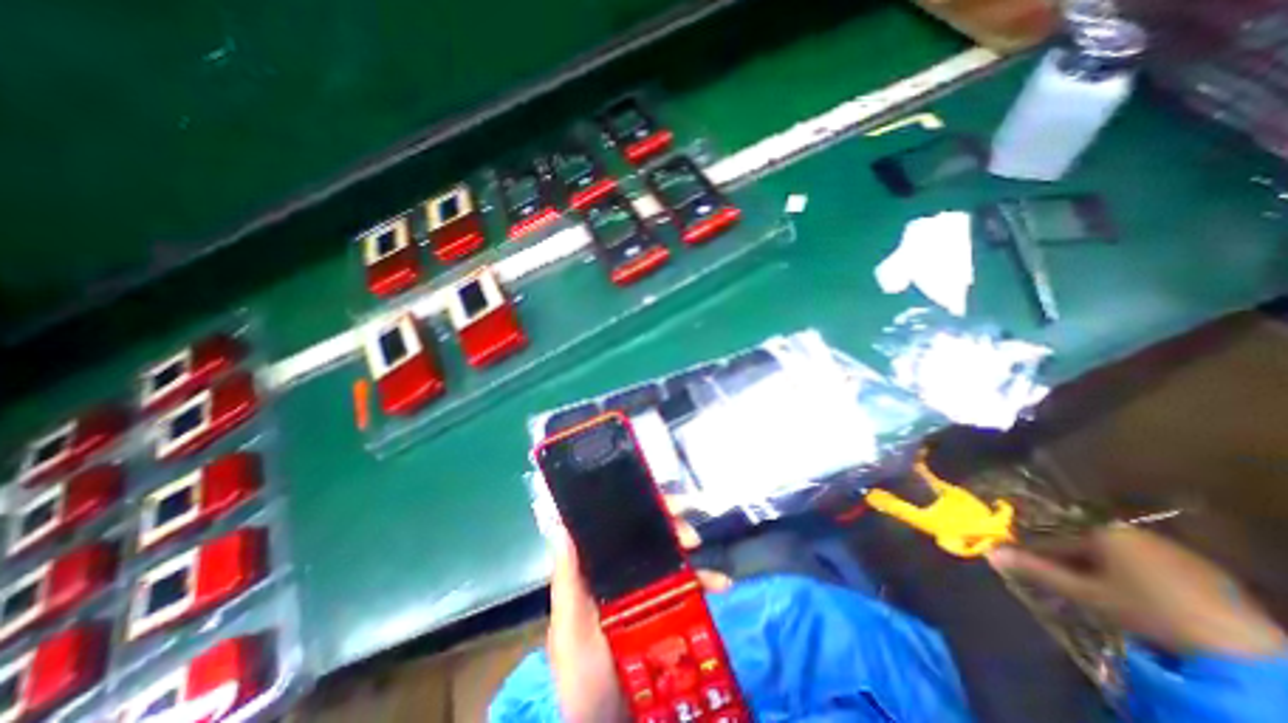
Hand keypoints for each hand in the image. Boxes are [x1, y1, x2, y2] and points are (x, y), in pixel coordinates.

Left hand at [543, 516, 727, 719]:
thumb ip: (566, 582)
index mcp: (598, 569)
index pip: (616, 526)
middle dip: (668, 522)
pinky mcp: (667, 613)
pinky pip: (689, 588)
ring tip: (700, 548)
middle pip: (647, 535)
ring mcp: (646, 592)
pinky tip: (721, 583)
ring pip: (669, 554)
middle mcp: (622, 573)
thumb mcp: (569, 627)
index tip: (657, 499)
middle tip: (685, 528)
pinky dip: (706, 581)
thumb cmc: (581, 675)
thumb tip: (564, 525)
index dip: (636, 507)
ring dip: (688, 545)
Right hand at [987, 529, 1287, 657]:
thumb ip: (1037, 571)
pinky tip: (1141, 597)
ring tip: (1100, 591)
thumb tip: (989, 551)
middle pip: (1088, 544)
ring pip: (1119, 554)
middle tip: (1066, 581)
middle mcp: (1134, 531)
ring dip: (1104, 568)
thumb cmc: (1149, 612)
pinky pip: (1151, 564)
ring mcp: (1172, 549)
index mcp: (1103, 532)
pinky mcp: (1203, 570)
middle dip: (1073, 561)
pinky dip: (1136, 575)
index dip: (1039, 552)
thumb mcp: (1086, 594)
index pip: (1057, 538)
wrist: (1244, 650)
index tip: (1026, 563)